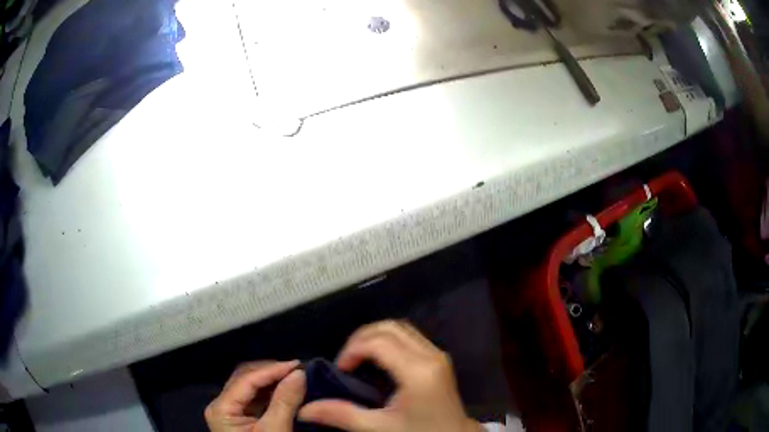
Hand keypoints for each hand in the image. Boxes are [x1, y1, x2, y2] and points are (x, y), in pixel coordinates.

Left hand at [205, 360, 305, 431]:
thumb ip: (285, 402)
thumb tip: (299, 373)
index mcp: (221, 408)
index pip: (246, 380)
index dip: (272, 370)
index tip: (298, 365)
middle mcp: (221, 405)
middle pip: (244, 379)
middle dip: (270, 373)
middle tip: (297, 371)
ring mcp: (230, 412)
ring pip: (250, 387)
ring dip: (272, 382)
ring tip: (294, 378)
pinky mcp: (241, 419)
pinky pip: (255, 399)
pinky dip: (271, 393)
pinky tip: (285, 391)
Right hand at [298, 321, 481, 431]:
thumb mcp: (380, 428)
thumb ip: (342, 415)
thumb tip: (305, 409)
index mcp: (418, 371)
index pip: (378, 342)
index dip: (352, 350)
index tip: (340, 369)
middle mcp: (431, 355)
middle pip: (389, 327)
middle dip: (361, 338)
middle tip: (346, 361)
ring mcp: (437, 354)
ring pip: (400, 328)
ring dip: (375, 336)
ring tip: (358, 358)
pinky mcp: (439, 358)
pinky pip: (410, 336)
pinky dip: (388, 340)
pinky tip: (378, 360)